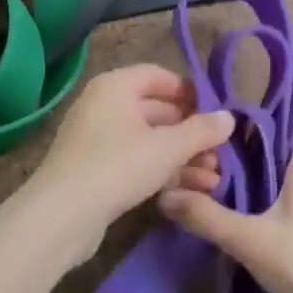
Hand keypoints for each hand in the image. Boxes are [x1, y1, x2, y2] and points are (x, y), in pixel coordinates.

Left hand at [23, 65, 233, 258]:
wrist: (62, 215)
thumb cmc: (118, 166)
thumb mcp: (168, 148)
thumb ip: (202, 130)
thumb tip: (230, 117)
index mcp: (115, 86)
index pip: (159, 76)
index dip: (190, 92)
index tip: (216, 114)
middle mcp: (103, 106)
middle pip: (157, 111)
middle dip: (191, 134)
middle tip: (221, 154)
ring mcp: (97, 139)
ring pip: (149, 141)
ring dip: (182, 158)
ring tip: (213, 180)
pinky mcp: (95, 171)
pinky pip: (135, 162)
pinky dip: (161, 172)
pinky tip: (187, 191)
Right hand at [158, 127, 292, 292]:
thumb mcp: (249, 240)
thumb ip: (206, 217)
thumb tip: (166, 197)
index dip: (270, 122)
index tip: (236, 129)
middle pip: (292, 156)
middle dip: (258, 157)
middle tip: (221, 164)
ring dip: (270, 186)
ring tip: (234, 195)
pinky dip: (282, 210)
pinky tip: (261, 229)